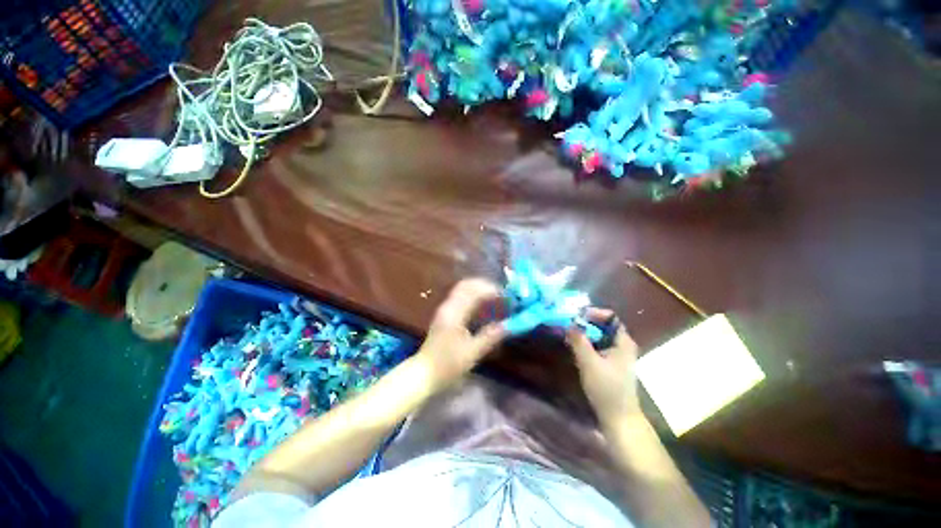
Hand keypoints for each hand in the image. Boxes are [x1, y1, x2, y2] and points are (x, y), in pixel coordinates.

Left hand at [418, 279, 507, 389]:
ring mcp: (445, 309)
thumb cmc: (447, 365)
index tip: (507, 297)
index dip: (492, 291)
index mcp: (454, 314)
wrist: (424, 373)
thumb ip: (490, 336)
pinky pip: (461, 297)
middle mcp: (448, 306)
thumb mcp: (472, 352)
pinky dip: (474, 297)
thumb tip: (509, 325)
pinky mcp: (445, 314)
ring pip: (463, 289)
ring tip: (496, 298)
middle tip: (502, 295)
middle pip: (467, 285)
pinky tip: (484, 306)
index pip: (474, 292)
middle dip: (486, 286)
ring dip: (480, 290)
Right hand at [567, 308, 641, 423]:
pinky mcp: (611, 363)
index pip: (610, 316)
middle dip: (585, 323)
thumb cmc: (606, 388)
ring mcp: (617, 355)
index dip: (593, 312)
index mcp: (623, 341)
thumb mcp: (589, 362)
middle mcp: (622, 345)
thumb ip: (579, 341)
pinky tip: (575, 348)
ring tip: (568, 335)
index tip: (576, 316)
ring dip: (584, 333)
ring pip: (599, 336)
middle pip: (603, 325)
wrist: (618, 418)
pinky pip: (598, 346)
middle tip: (568, 325)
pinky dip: (586, 343)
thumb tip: (570, 323)